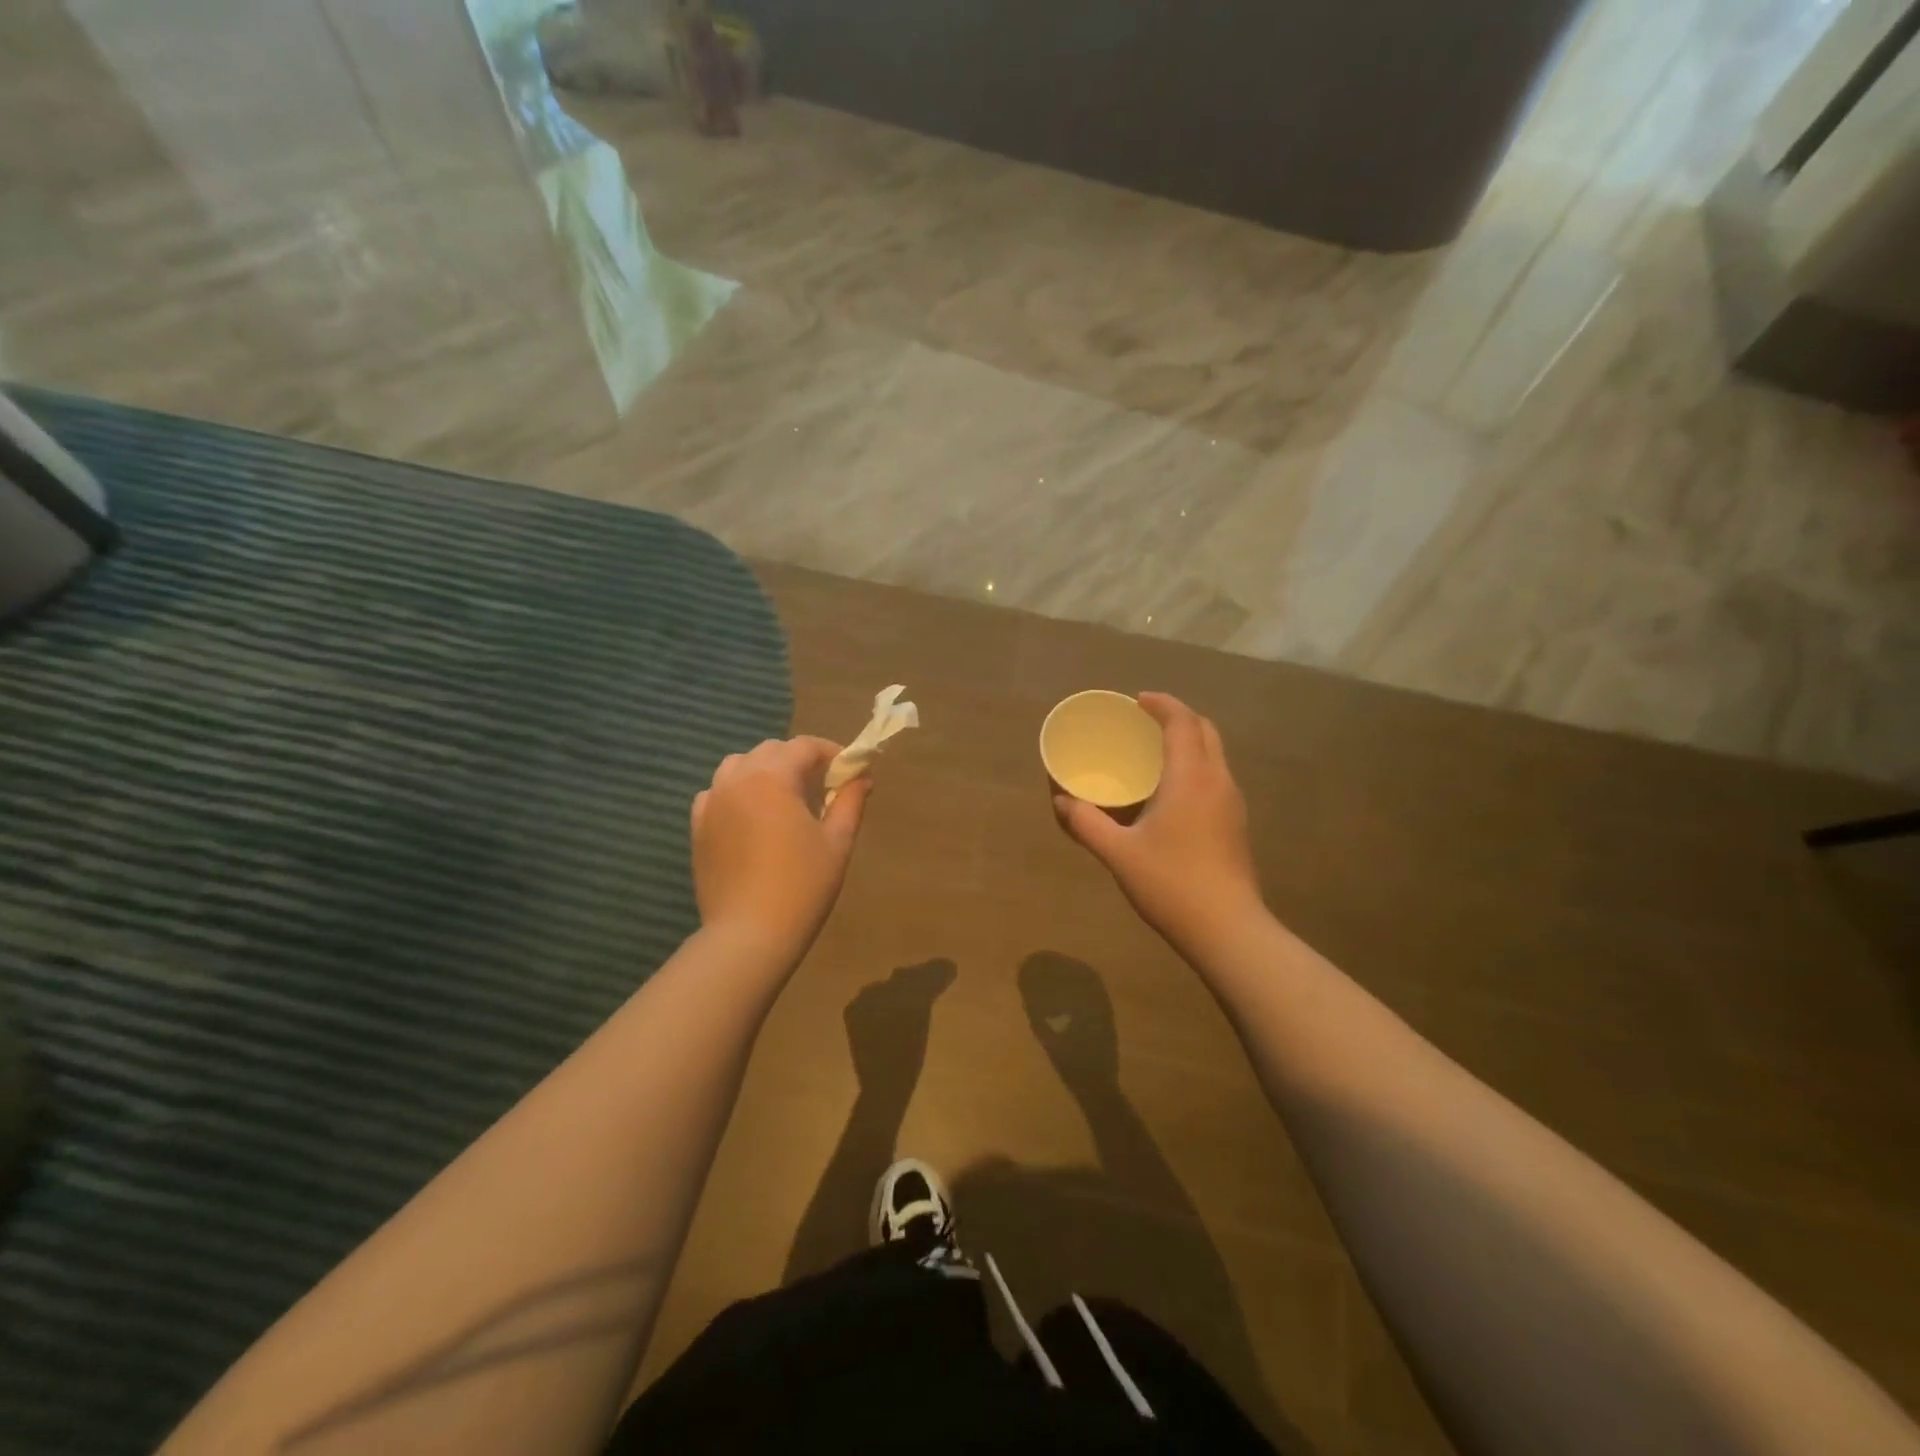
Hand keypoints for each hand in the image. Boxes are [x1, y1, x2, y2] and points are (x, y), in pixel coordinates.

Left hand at [691, 737, 870, 958]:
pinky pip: (717, 793)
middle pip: (771, 751)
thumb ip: (850, 801)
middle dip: (800, 760)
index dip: (832, 753)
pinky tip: (753, 816)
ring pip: (739, 766)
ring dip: (766, 770)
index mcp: (772, 777)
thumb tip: (862, 776)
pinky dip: (738, 792)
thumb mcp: (837, 841)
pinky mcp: (698, 827)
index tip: (851, 770)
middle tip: (824, 786)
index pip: (804, 746)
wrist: (749, 935)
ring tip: (786, 797)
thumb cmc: (802, 886)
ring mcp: (712, 803)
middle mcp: (736, 780)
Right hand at [1052, 693, 1263, 958]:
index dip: (1161, 704)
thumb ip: (1086, 823)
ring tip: (1154, 754)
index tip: (1136, 701)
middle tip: (1144, 723)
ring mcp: (1233, 803)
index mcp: (1191, 777)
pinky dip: (1195, 766)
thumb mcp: (1119, 853)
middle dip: (1177, 717)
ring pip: (1215, 754)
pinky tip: (1171, 793)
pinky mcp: (1236, 824)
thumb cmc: (1172, 884)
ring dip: (1189, 741)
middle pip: (1205, 730)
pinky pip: (1216, 777)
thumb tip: (1061, 801)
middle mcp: (1218, 781)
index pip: (1182, 722)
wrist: (1229, 930)